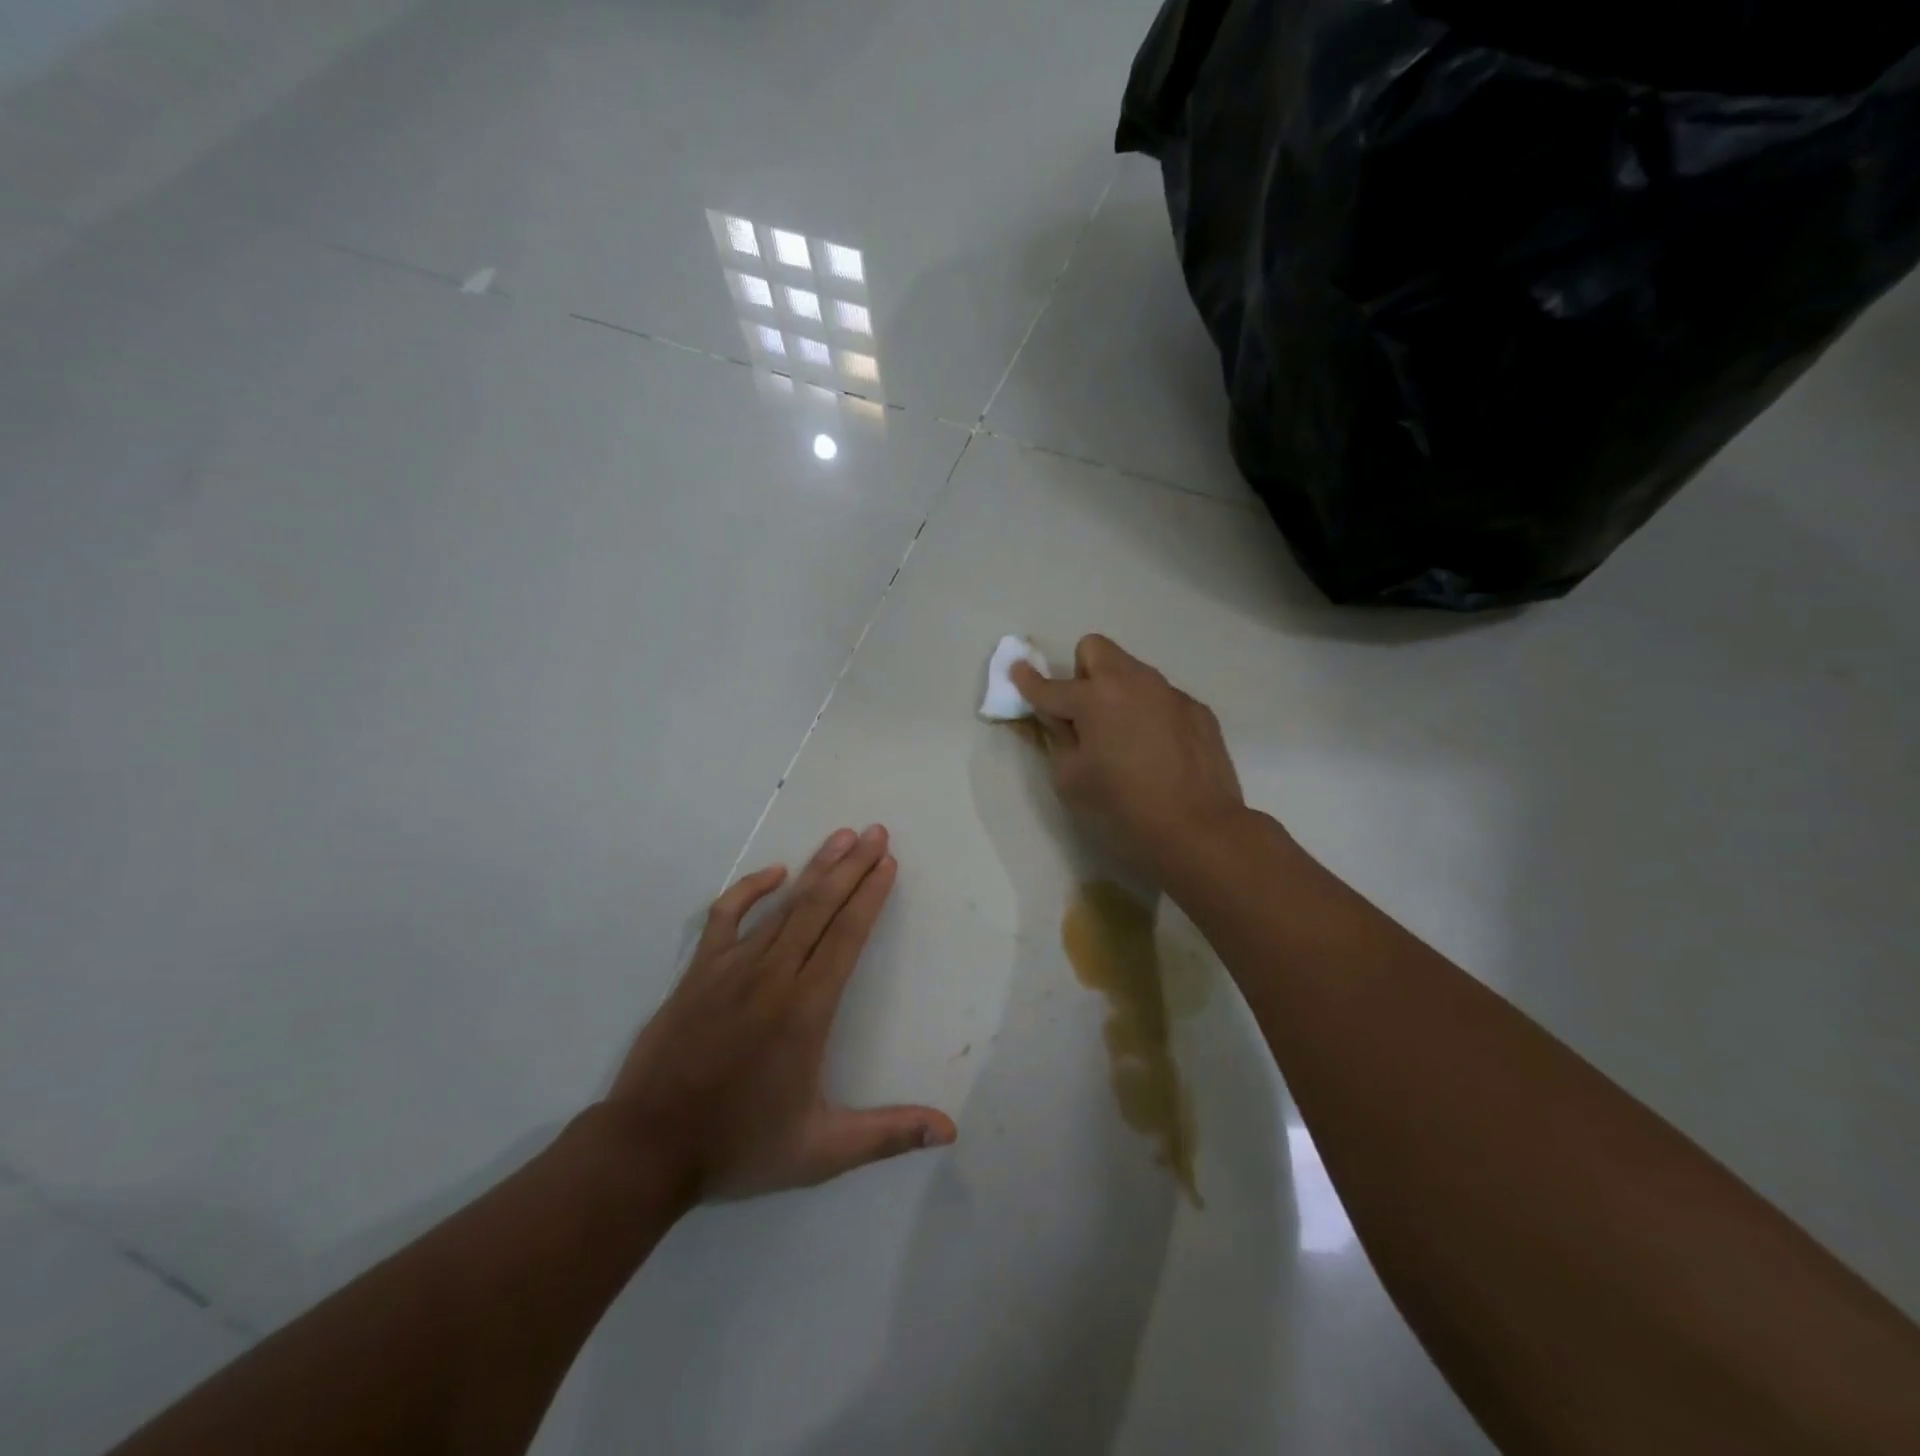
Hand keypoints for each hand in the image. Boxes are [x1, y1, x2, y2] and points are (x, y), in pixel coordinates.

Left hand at [603, 825, 955, 1199]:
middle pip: (820, 907)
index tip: (888, 862)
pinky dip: (750, 889)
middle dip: (852, 866)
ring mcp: (731, 968)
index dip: (870, 895)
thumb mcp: (821, 1150)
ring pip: (783, 906)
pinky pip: (726, 915)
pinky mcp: (698, 971)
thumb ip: (887, 1135)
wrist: (647, 1149)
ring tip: (841, 837)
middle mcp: (773, 976)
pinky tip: (774, 873)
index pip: (847, 936)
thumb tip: (950, 1130)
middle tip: (876, 832)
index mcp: (806, 1010)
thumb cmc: (739, 1146)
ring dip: (815, 869)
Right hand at [1011, 635, 1248, 878]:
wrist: (1199, 830)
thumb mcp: (1070, 780)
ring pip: (1132, 671)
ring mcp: (1170, 692)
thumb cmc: (1122, 809)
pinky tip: (1157, 751)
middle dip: (1081, 672)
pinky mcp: (1197, 710)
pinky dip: (1149, 713)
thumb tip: (1058, 716)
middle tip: (1083, 712)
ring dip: (1117, 691)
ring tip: (1123, 736)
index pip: (1051, 685)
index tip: (1017, 671)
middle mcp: (1133, 682)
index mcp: (1095, 698)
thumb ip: (1058, 738)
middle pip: (1095, 649)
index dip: (1028, 680)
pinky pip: (1161, 697)